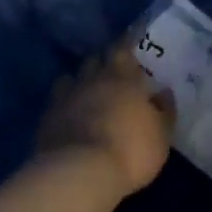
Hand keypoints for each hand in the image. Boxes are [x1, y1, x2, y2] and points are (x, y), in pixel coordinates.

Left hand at [37, 47, 174, 195]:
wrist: (80, 173)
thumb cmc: (130, 149)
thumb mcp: (161, 134)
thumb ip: (164, 110)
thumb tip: (163, 91)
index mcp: (122, 77)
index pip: (123, 48)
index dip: (127, 41)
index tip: (131, 37)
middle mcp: (92, 79)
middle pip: (95, 59)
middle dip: (103, 61)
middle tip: (112, 68)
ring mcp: (65, 97)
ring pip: (71, 77)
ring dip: (80, 80)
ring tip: (87, 90)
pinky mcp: (46, 119)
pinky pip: (56, 102)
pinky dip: (63, 103)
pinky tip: (69, 113)